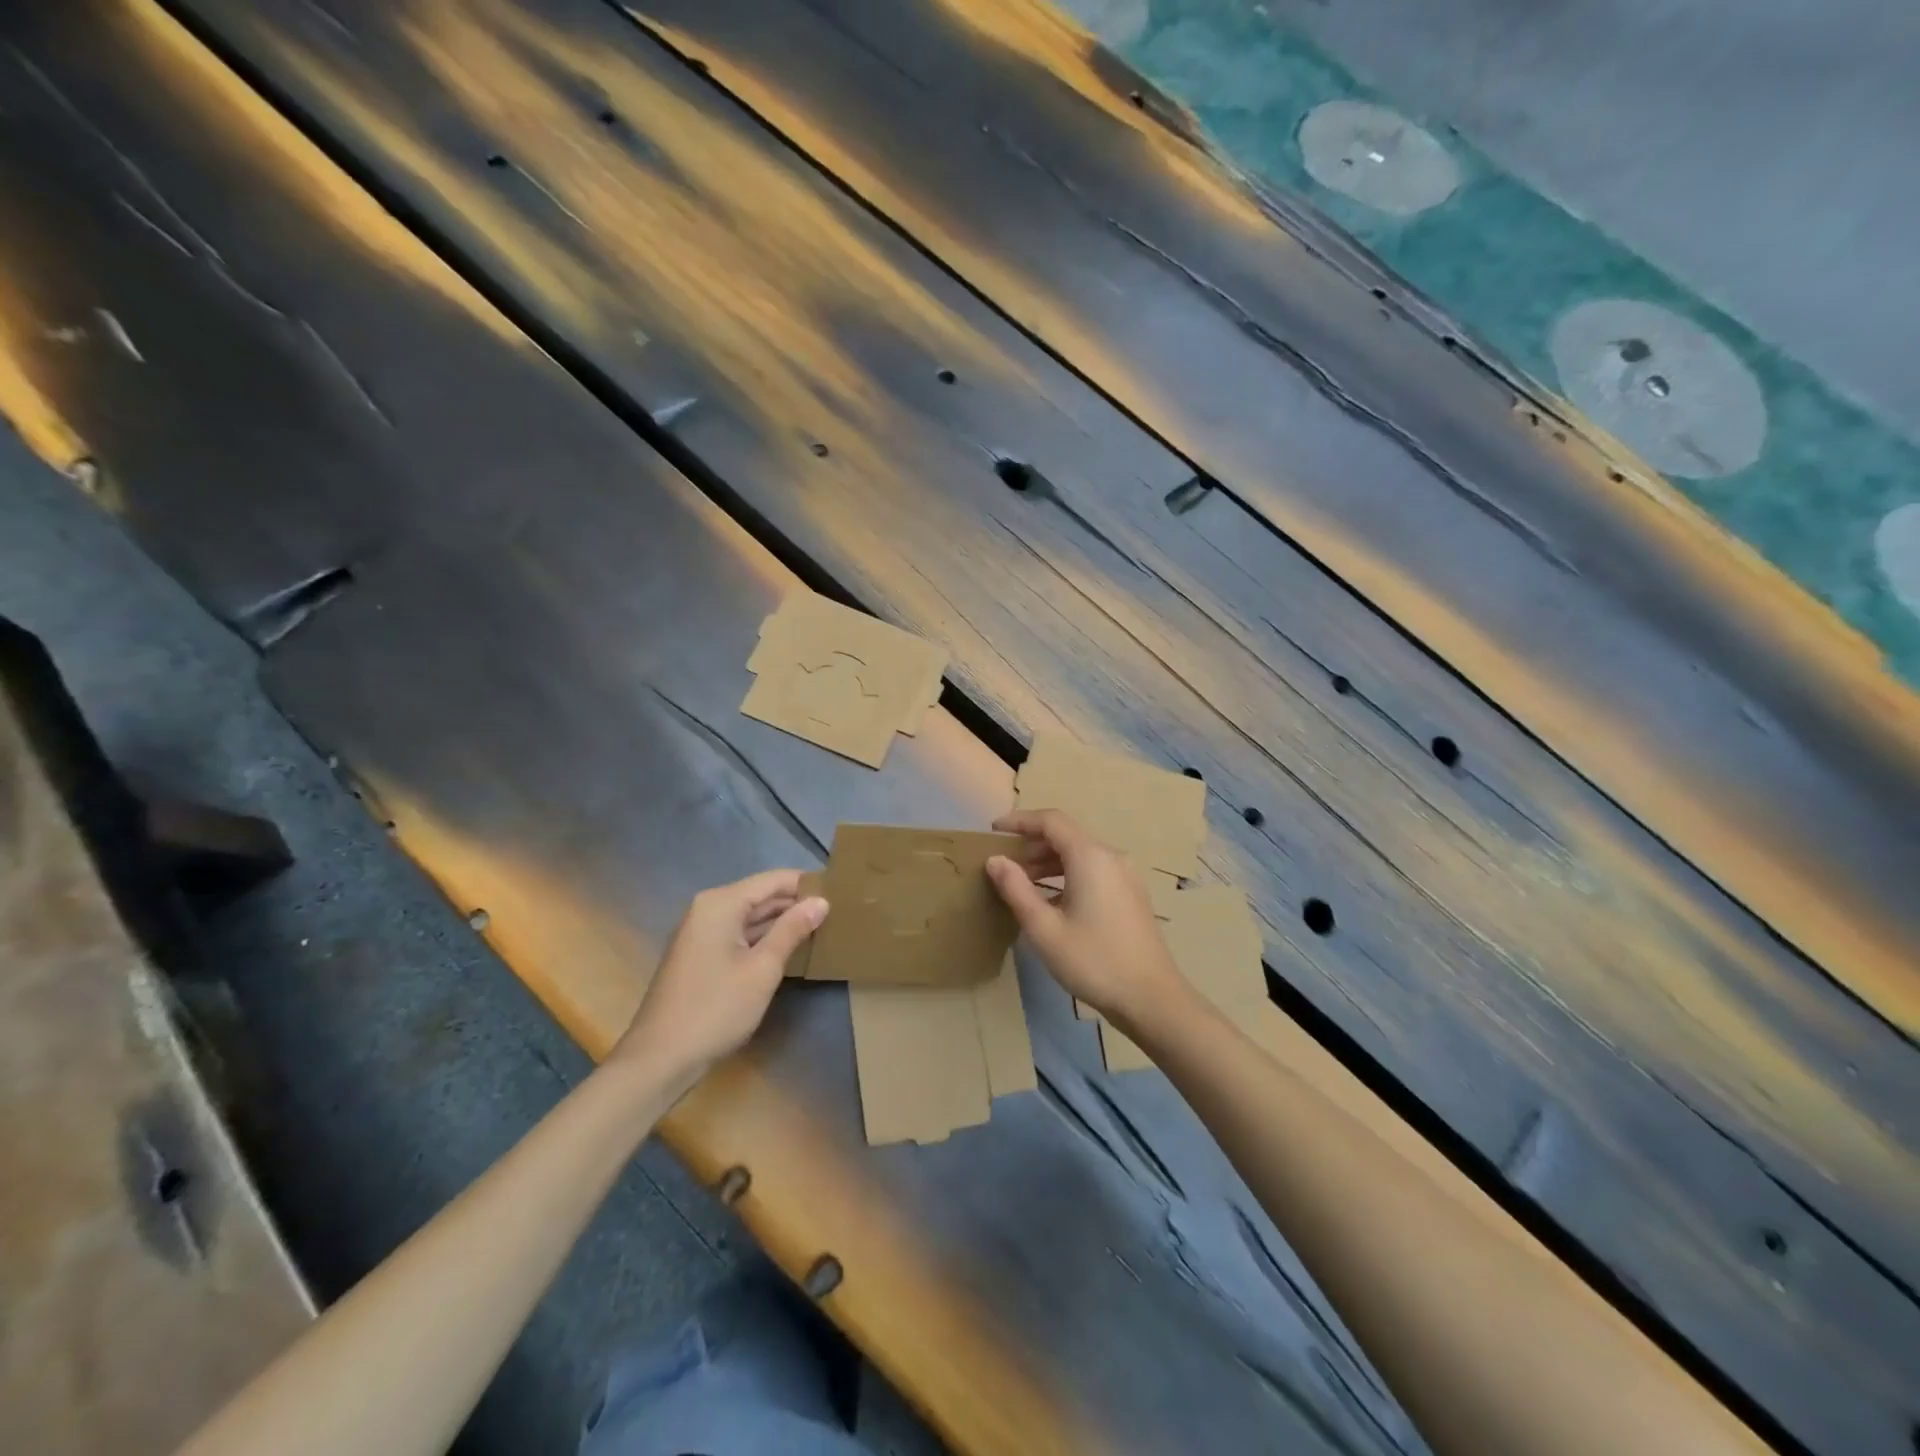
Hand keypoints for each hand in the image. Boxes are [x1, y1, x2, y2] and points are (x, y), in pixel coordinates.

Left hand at [612, 869, 827, 1087]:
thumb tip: (821, 901)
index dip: (806, 883)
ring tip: (822, 926)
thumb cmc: (715, 1009)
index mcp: (721, 904)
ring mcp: (701, 933)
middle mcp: (708, 909)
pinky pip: (739, 934)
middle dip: (796, 903)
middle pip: (760, 896)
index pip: (773, 880)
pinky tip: (790, 949)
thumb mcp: (763, 969)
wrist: (659, 1059)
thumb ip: (792, 930)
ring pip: (750, 916)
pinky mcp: (700, 955)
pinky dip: (763, 938)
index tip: (841, 890)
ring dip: (782, 922)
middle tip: (837, 911)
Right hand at [985, 809, 1182, 1031]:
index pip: (1051, 821)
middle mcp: (1111, 857)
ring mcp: (1125, 875)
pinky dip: (1068, 875)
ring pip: (1080, 854)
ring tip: (1021, 883)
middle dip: (1032, 844)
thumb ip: (1016, 889)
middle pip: (1066, 835)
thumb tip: (995, 860)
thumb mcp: (1044, 929)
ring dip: (1049, 862)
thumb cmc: (1093, 961)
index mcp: (1090, 857)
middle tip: (1003, 863)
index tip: (993, 831)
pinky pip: (1093, 870)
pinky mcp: (1131, 894)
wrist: (1151, 998)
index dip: (1020, 820)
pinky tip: (1051, 901)